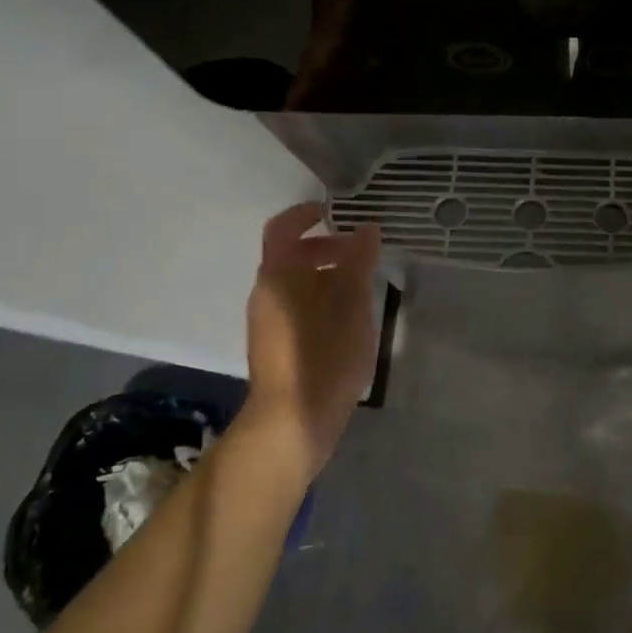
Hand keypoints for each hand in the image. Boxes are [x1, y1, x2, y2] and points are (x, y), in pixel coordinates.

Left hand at [237, 201, 382, 483]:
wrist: (292, 422)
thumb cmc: (323, 353)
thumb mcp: (351, 302)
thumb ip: (358, 260)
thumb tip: (366, 228)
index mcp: (277, 276)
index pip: (283, 229)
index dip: (306, 214)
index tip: (334, 210)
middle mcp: (265, 294)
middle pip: (291, 257)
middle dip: (325, 247)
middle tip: (361, 252)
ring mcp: (268, 323)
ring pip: (296, 285)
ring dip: (327, 275)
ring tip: (363, 286)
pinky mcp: (277, 348)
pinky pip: (298, 308)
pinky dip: (321, 299)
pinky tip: (349, 319)